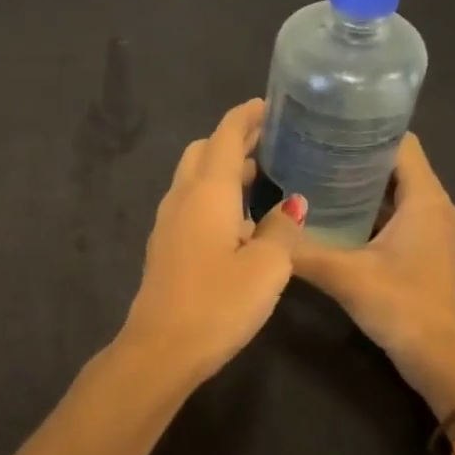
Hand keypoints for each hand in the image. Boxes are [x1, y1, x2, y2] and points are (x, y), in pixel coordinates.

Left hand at [118, 100, 306, 386]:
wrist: (161, 348)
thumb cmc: (218, 304)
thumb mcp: (266, 267)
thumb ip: (282, 230)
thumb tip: (293, 207)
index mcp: (207, 192)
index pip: (225, 136)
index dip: (246, 116)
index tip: (269, 106)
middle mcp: (182, 198)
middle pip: (203, 151)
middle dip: (233, 140)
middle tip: (269, 142)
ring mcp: (168, 223)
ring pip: (194, 179)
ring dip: (223, 169)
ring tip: (261, 176)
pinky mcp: (165, 247)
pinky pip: (190, 204)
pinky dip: (214, 196)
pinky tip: (239, 220)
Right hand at [292, 133, 454, 416]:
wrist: (444, 363)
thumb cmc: (402, 308)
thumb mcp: (346, 276)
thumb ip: (303, 251)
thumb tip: (262, 231)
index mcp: (427, 200)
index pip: (403, 144)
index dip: (368, 130)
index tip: (329, 126)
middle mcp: (439, 208)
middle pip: (399, 167)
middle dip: (359, 158)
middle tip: (313, 153)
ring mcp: (438, 233)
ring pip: (400, 195)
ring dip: (365, 187)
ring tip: (319, 180)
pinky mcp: (432, 254)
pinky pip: (402, 218)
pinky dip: (374, 213)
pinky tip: (338, 221)